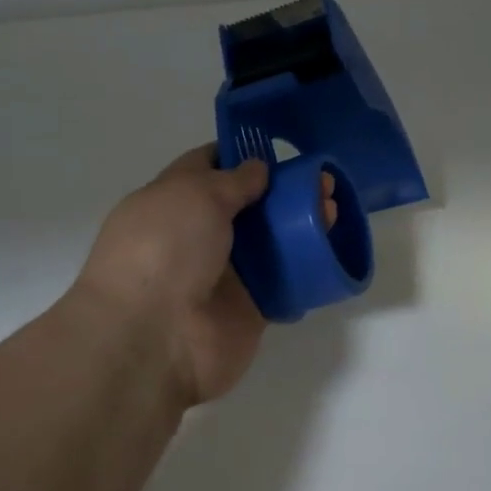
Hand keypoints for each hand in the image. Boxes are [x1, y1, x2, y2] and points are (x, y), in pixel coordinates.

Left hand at [74, 145, 334, 409]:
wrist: (155, 339)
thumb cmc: (165, 250)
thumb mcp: (194, 194)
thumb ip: (232, 180)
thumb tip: (258, 169)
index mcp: (171, 202)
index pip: (207, 167)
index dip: (241, 155)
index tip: (280, 150)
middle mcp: (196, 235)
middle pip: (248, 205)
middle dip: (284, 190)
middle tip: (323, 180)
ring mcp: (224, 274)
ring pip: (270, 242)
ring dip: (302, 224)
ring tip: (334, 210)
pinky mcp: (249, 308)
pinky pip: (283, 283)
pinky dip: (306, 268)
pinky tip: (332, 249)